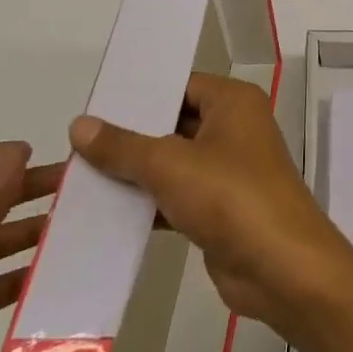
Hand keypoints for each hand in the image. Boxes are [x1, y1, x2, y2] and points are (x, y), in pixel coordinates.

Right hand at [70, 73, 352, 337]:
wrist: (279, 266)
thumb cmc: (230, 196)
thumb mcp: (169, 164)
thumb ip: (123, 146)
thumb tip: (80, 124)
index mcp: (233, 102)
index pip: (181, 85)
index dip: (139, 94)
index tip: (92, 104)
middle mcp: (234, 130)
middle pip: (174, 124)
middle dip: (128, 137)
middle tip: (73, 144)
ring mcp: (229, 171)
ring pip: (172, 164)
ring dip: (132, 174)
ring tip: (75, 178)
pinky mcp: (220, 210)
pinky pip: (175, 198)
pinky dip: (145, 205)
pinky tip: (101, 215)